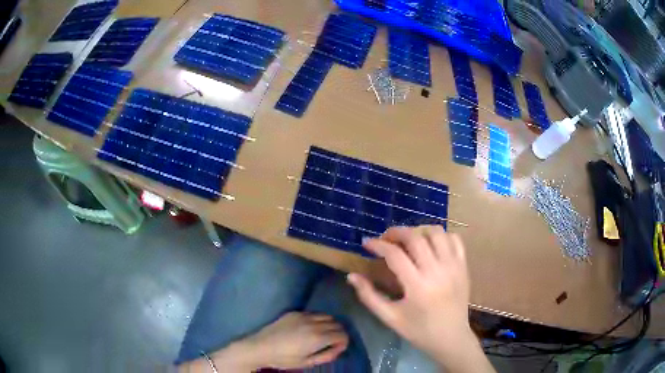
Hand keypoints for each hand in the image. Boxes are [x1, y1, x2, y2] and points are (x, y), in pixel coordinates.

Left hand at [245, 312, 348, 369]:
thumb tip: (339, 348)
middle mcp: (314, 324)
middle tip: (332, 342)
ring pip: (327, 316)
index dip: (344, 342)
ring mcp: (303, 316)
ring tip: (322, 334)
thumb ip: (327, 356)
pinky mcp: (294, 312)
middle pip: (337, 324)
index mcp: (318, 338)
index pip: (342, 334)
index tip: (338, 348)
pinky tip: (310, 327)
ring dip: (329, 324)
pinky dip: (318, 319)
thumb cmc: (284, 359)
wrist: (260, 347)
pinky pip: (314, 313)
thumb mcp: (307, 362)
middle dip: (338, 333)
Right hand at [347, 226, 493, 372]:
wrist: (451, 338)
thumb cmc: (418, 331)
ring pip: (436, 232)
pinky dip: (440, 235)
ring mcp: (454, 266)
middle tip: (385, 238)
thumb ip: (369, 296)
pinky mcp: (464, 266)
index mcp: (417, 286)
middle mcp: (437, 271)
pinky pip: (454, 239)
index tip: (366, 243)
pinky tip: (430, 244)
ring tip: (408, 240)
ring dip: (419, 230)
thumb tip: (351, 276)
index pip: (395, 254)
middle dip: (396, 232)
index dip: (377, 245)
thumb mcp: (389, 317)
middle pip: (416, 237)